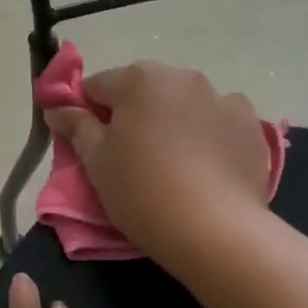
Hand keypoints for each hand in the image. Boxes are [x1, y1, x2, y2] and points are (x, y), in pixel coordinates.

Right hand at [43, 60, 268, 264]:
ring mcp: (222, 98)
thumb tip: (57, 108)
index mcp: (139, 79)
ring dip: (172, 119)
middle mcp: (182, 77)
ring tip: (171, 162)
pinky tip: (204, 164)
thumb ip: (75, 126)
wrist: (214, 230)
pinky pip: (218, 120)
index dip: (87, 112)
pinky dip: (208, 133)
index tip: (88, 142)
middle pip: (143, 89)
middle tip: (128, 154)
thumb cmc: (141, 190)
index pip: (97, 86)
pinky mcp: (250, 125)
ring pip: (183, 103)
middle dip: (132, 113)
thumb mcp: (96, 161)